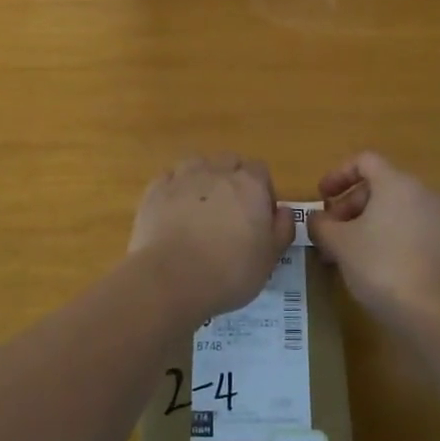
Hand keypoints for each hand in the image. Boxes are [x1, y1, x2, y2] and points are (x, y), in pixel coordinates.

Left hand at [129, 155, 293, 316]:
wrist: (171, 279)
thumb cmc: (230, 271)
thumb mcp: (270, 258)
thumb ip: (282, 229)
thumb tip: (284, 210)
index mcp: (249, 185)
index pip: (260, 170)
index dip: (261, 190)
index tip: (258, 215)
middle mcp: (217, 172)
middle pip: (229, 161)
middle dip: (232, 178)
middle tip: (230, 211)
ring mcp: (183, 177)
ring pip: (197, 164)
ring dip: (202, 178)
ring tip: (200, 207)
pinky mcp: (155, 190)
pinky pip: (169, 178)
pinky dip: (174, 189)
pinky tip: (174, 210)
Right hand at [307, 152, 439, 323]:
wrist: (430, 310)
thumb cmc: (380, 264)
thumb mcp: (339, 242)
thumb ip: (321, 224)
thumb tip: (316, 219)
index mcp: (396, 182)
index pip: (364, 161)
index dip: (338, 175)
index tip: (321, 197)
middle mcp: (419, 192)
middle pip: (377, 185)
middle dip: (347, 204)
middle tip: (328, 230)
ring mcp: (432, 218)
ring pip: (389, 207)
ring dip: (361, 221)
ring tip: (341, 250)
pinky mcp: (438, 243)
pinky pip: (403, 225)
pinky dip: (381, 234)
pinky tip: (364, 262)